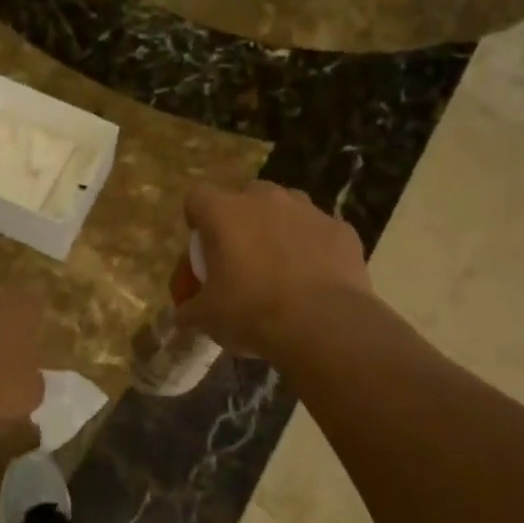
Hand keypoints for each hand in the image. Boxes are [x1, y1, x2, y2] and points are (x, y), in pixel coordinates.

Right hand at [178, 181, 379, 362]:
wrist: (324, 326)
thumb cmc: (252, 312)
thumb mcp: (207, 317)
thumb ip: (190, 310)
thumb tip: (181, 316)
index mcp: (223, 212)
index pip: (197, 198)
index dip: (196, 219)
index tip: (202, 247)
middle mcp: (264, 199)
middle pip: (244, 196)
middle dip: (241, 221)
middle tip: (241, 258)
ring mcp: (307, 210)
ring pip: (286, 207)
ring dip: (278, 228)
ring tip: (280, 265)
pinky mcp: (341, 229)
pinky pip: (320, 232)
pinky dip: (314, 248)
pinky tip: (315, 278)